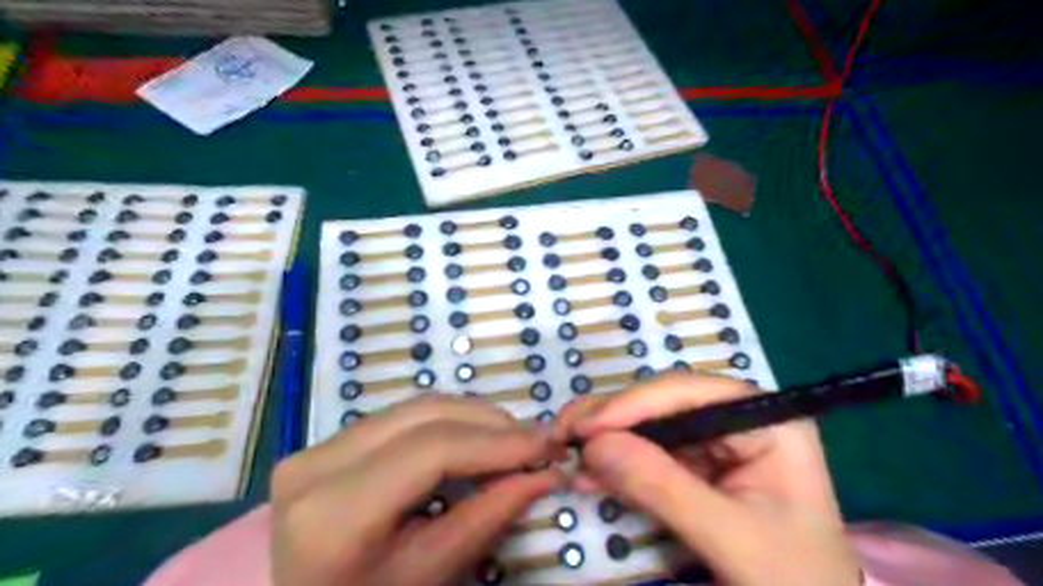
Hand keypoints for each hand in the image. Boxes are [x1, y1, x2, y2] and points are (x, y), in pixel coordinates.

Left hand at [272, 396, 556, 582]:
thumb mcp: (428, 575)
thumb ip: (488, 517)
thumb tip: (545, 473)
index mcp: (332, 512)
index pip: (432, 450)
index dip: (498, 442)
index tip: (548, 443)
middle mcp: (316, 464)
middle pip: (425, 416)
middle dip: (491, 423)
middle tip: (537, 441)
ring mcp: (315, 447)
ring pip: (415, 408)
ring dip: (472, 418)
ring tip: (512, 441)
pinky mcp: (325, 443)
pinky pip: (401, 417)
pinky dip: (447, 423)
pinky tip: (474, 440)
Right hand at [559, 376, 860, 585]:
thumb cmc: (791, 580)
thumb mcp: (731, 538)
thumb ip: (663, 488)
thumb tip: (594, 446)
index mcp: (766, 420)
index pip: (689, 393)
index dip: (633, 404)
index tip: (586, 428)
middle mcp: (740, 419)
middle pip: (664, 403)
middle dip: (613, 419)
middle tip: (564, 432)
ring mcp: (718, 441)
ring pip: (651, 425)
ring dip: (608, 438)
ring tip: (567, 449)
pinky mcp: (699, 466)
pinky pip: (651, 453)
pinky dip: (618, 462)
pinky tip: (590, 472)